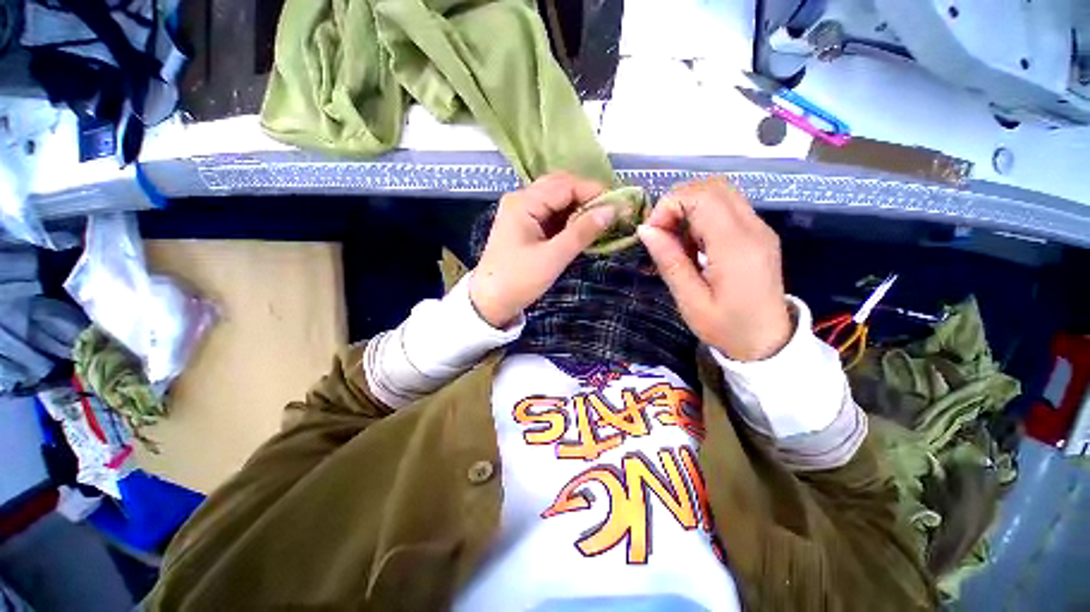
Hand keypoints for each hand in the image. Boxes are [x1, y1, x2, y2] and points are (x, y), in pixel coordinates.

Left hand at [470, 173, 614, 327]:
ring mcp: (522, 213)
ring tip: (602, 222)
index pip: (566, 185)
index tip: (619, 206)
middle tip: (611, 214)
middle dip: (587, 199)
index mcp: (524, 202)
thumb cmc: (518, 280)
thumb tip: (612, 210)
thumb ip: (582, 232)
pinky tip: (582, 230)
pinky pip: (551, 215)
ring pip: (557, 201)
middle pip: (561, 188)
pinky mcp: (525, 227)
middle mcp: (521, 200)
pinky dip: (568, 220)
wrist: (490, 302)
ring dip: (579, 210)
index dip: (594, 192)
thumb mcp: (553, 257)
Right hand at [637, 177, 792, 360]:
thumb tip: (646, 229)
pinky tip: (693, 244)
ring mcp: (759, 228)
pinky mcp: (757, 233)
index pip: (701, 197)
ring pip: (719, 193)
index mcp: (736, 246)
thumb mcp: (690, 301)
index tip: (652, 234)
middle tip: (662, 234)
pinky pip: (726, 208)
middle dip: (677, 202)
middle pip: (712, 187)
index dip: (669, 206)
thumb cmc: (727, 327)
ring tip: (676, 241)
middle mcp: (753, 228)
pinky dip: (701, 216)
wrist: (768, 342)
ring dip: (689, 208)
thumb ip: (670, 261)